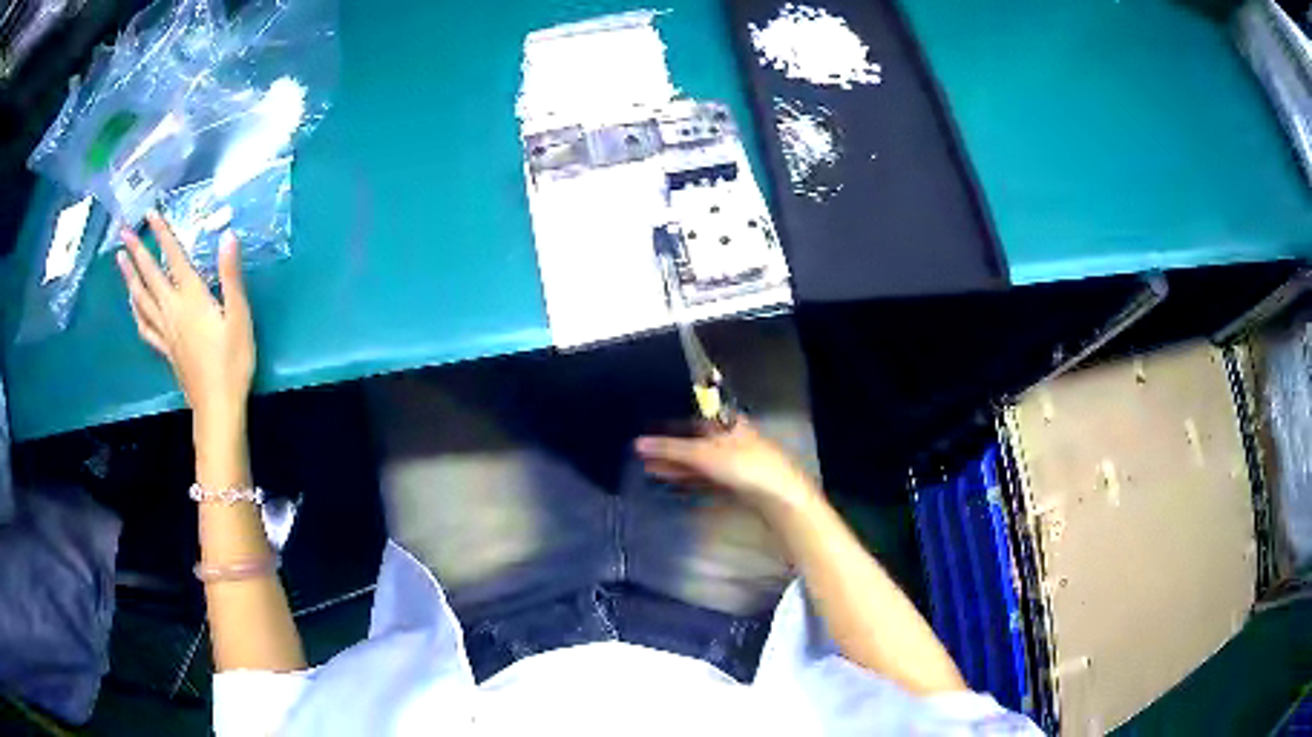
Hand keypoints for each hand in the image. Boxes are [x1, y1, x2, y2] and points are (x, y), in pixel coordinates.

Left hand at [116, 212, 254, 433]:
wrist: (218, 407)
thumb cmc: (232, 361)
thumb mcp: (239, 316)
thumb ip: (231, 276)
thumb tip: (227, 236)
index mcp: (191, 298)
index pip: (173, 258)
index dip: (162, 234)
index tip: (150, 213)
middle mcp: (173, 310)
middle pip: (150, 276)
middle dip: (137, 252)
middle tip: (123, 233)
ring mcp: (166, 332)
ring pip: (142, 300)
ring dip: (130, 278)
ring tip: (121, 261)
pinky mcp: (166, 350)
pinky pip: (145, 327)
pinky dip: (136, 312)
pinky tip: (132, 305)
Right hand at [635, 420, 821, 518]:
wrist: (779, 498)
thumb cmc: (743, 465)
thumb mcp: (702, 454)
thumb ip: (670, 449)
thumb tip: (637, 444)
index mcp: (727, 420)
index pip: (693, 413)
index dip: (670, 418)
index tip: (645, 423)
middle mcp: (730, 436)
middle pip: (694, 437)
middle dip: (669, 445)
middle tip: (639, 449)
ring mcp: (733, 460)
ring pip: (697, 458)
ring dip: (674, 463)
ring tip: (645, 466)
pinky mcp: (733, 481)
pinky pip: (703, 475)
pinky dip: (685, 476)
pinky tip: (667, 480)